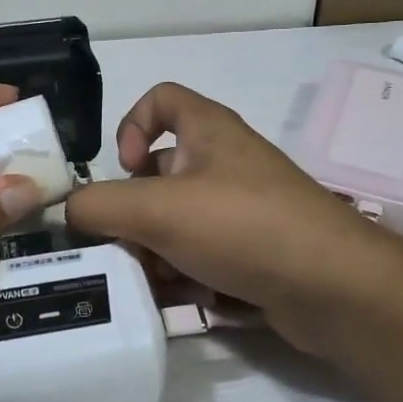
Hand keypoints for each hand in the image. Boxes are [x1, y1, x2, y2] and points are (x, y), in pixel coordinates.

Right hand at [65, 83, 402, 357]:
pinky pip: (203, 257)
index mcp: (208, 131)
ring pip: (178, 223)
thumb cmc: (243, 226)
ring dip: (155, 253)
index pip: (160, 99)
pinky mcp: (254, 253)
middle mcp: (225, 164)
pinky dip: (185, 276)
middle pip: (160, 175)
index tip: (124, 170)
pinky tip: (179, 303)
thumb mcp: (157, 209)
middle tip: (122, 247)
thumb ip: (100, 205)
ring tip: (150, 283)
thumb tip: (69, 210)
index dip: (132, 126)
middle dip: (134, 214)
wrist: (333, 288)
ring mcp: (243, 211)